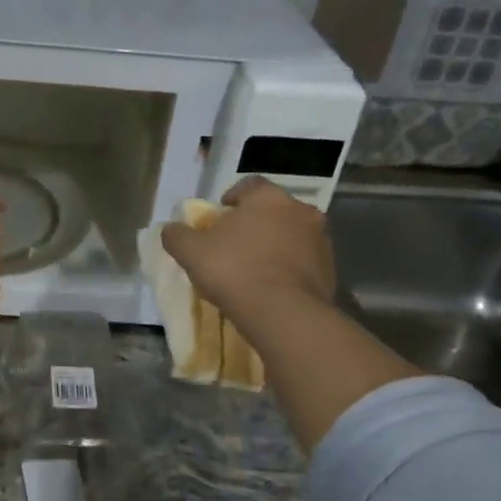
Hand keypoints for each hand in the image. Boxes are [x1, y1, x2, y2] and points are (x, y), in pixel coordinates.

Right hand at [160, 176, 336, 342]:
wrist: (284, 314)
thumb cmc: (234, 270)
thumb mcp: (191, 252)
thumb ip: (177, 235)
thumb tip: (170, 229)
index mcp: (268, 198)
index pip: (250, 186)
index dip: (233, 198)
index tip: (221, 215)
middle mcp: (300, 211)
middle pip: (274, 210)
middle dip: (256, 222)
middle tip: (236, 243)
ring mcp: (320, 241)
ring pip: (292, 235)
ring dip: (276, 245)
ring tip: (255, 268)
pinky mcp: (331, 270)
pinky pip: (304, 262)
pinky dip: (290, 268)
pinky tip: (272, 287)